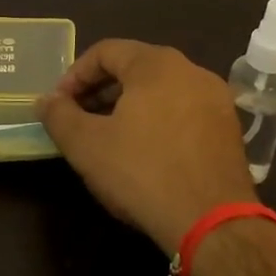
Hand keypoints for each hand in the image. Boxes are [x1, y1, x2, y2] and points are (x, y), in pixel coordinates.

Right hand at [38, 40, 255, 255]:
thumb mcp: (86, 145)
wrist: (214, 224)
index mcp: (156, 64)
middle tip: (79, 119)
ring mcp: (216, 100)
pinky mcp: (230, 130)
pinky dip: (158, 121)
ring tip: (108, 137)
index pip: (105, 51)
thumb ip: (59, 115)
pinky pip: (183, 111)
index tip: (58, 104)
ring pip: (161, 90)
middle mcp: (191, 70)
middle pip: (135, 68)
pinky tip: (145, 152)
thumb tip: (45, 100)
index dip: (74, 75)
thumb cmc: (143, 172)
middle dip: (101, 90)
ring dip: (129, 106)